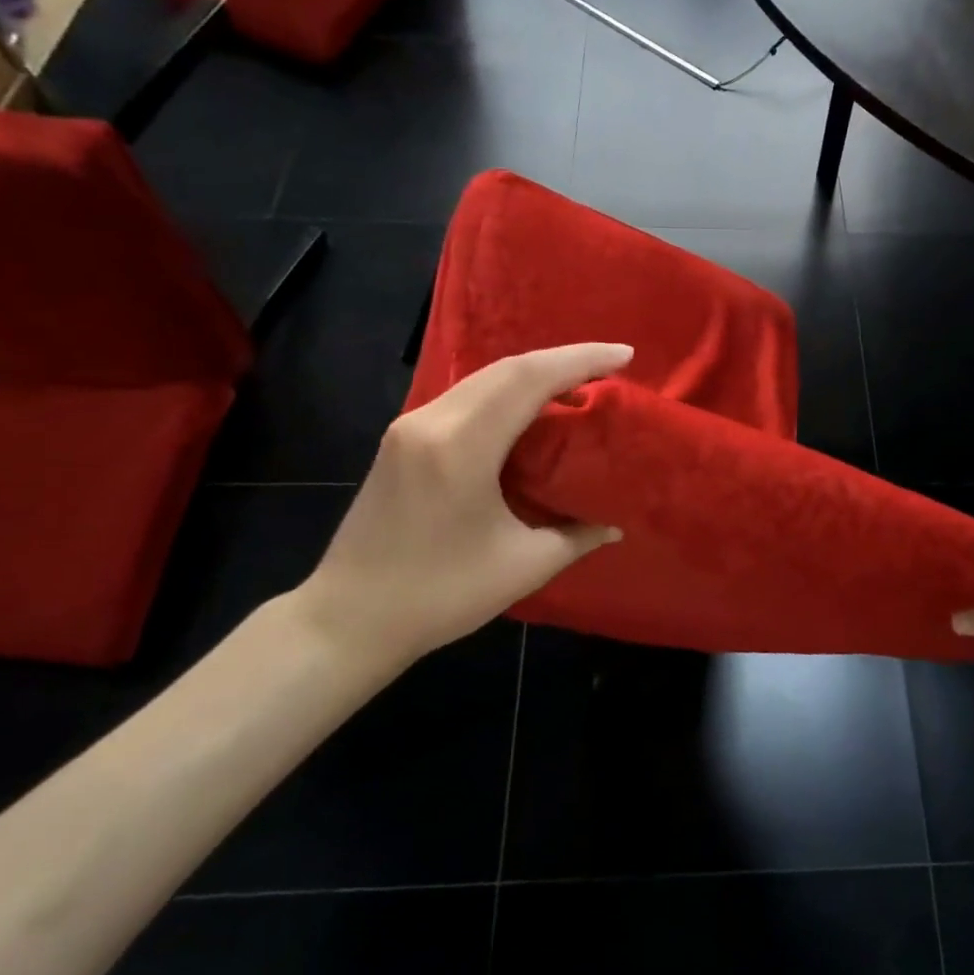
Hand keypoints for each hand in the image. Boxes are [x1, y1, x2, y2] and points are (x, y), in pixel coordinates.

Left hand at [291, 344, 632, 673]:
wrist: (348, 619)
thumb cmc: (439, 596)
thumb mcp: (523, 567)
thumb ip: (576, 537)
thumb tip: (614, 525)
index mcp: (461, 446)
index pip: (529, 379)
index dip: (581, 360)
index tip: (625, 355)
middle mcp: (431, 422)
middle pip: (506, 368)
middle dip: (563, 360)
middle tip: (610, 368)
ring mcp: (409, 427)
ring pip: (482, 379)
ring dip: (532, 376)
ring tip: (578, 387)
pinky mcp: (401, 441)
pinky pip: (464, 398)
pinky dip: (505, 395)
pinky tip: (529, 412)